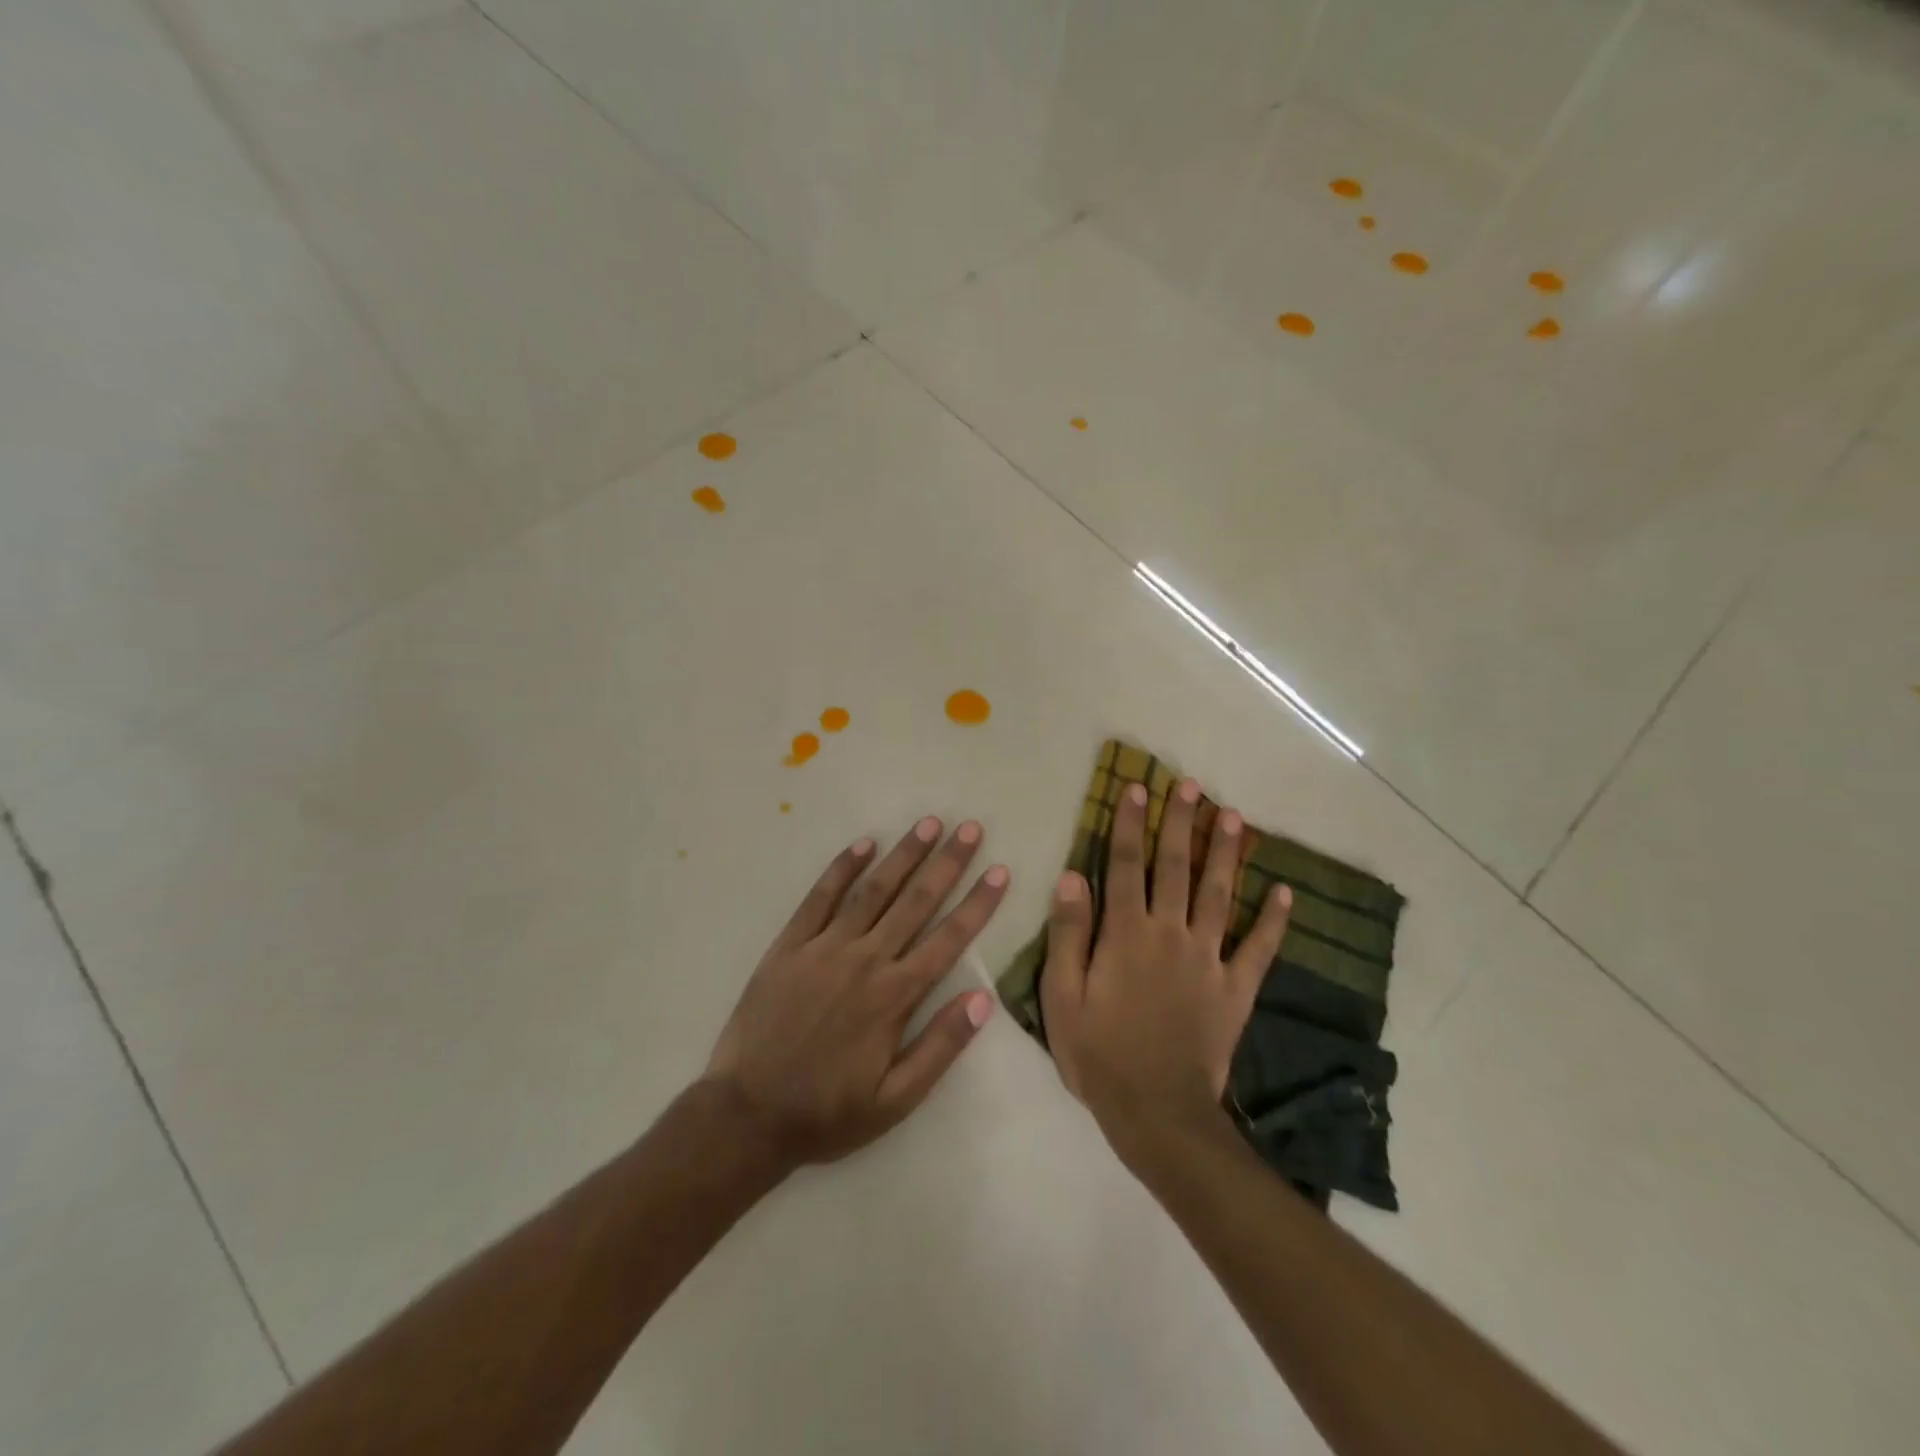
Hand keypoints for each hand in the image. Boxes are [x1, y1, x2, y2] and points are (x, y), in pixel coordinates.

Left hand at [702, 817, 1006, 1168]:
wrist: (747, 1115)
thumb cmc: (827, 1112)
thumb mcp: (895, 1100)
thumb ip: (940, 1047)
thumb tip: (982, 999)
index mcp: (894, 997)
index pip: (948, 939)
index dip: (977, 903)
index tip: (1000, 871)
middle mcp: (865, 961)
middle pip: (915, 902)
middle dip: (947, 863)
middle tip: (970, 828)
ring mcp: (824, 948)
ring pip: (873, 891)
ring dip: (903, 855)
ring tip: (928, 824)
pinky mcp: (789, 946)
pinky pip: (819, 898)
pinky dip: (842, 869)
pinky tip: (863, 844)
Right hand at [1040, 778, 1291, 1144]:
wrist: (1156, 1113)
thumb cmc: (1099, 1053)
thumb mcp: (1062, 997)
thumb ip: (1069, 934)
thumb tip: (1073, 876)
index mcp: (1127, 934)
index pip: (1125, 865)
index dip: (1129, 824)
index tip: (1136, 788)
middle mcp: (1170, 934)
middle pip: (1176, 868)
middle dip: (1181, 823)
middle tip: (1191, 785)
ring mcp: (1208, 959)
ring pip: (1220, 894)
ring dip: (1226, 853)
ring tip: (1234, 816)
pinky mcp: (1235, 989)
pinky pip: (1259, 948)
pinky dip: (1275, 921)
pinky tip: (1287, 893)